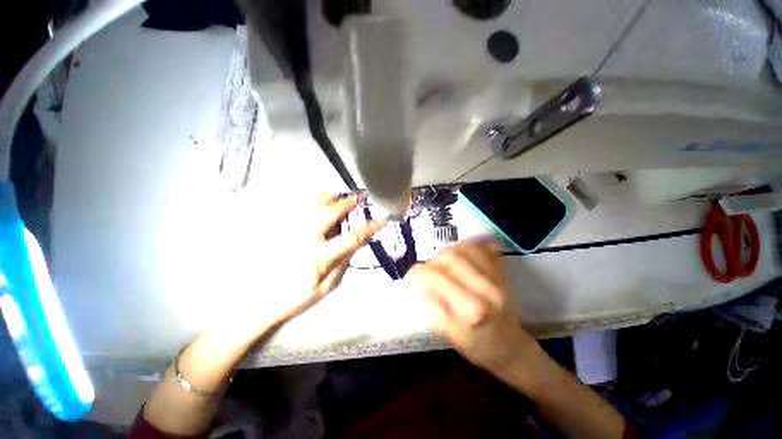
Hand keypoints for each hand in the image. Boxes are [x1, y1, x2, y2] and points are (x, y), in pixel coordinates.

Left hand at [294, 193, 386, 315]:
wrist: (265, 299)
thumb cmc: (300, 295)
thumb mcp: (329, 284)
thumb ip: (345, 260)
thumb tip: (362, 241)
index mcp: (320, 257)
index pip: (351, 238)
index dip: (369, 227)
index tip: (382, 220)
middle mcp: (305, 240)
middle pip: (329, 213)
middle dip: (346, 203)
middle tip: (358, 198)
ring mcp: (292, 232)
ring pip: (311, 206)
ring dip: (329, 198)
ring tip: (340, 197)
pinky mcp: (284, 230)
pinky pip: (300, 208)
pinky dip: (313, 201)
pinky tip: (320, 203)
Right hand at [408, 241, 540, 381]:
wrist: (513, 350)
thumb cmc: (480, 348)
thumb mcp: (451, 335)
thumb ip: (435, 306)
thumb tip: (422, 283)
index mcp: (470, 309)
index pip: (437, 276)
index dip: (419, 272)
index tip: (413, 275)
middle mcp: (485, 289)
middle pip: (452, 257)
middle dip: (434, 260)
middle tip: (430, 270)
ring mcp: (497, 279)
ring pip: (467, 248)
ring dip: (450, 251)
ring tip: (443, 262)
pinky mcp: (503, 273)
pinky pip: (486, 249)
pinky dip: (470, 246)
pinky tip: (461, 253)